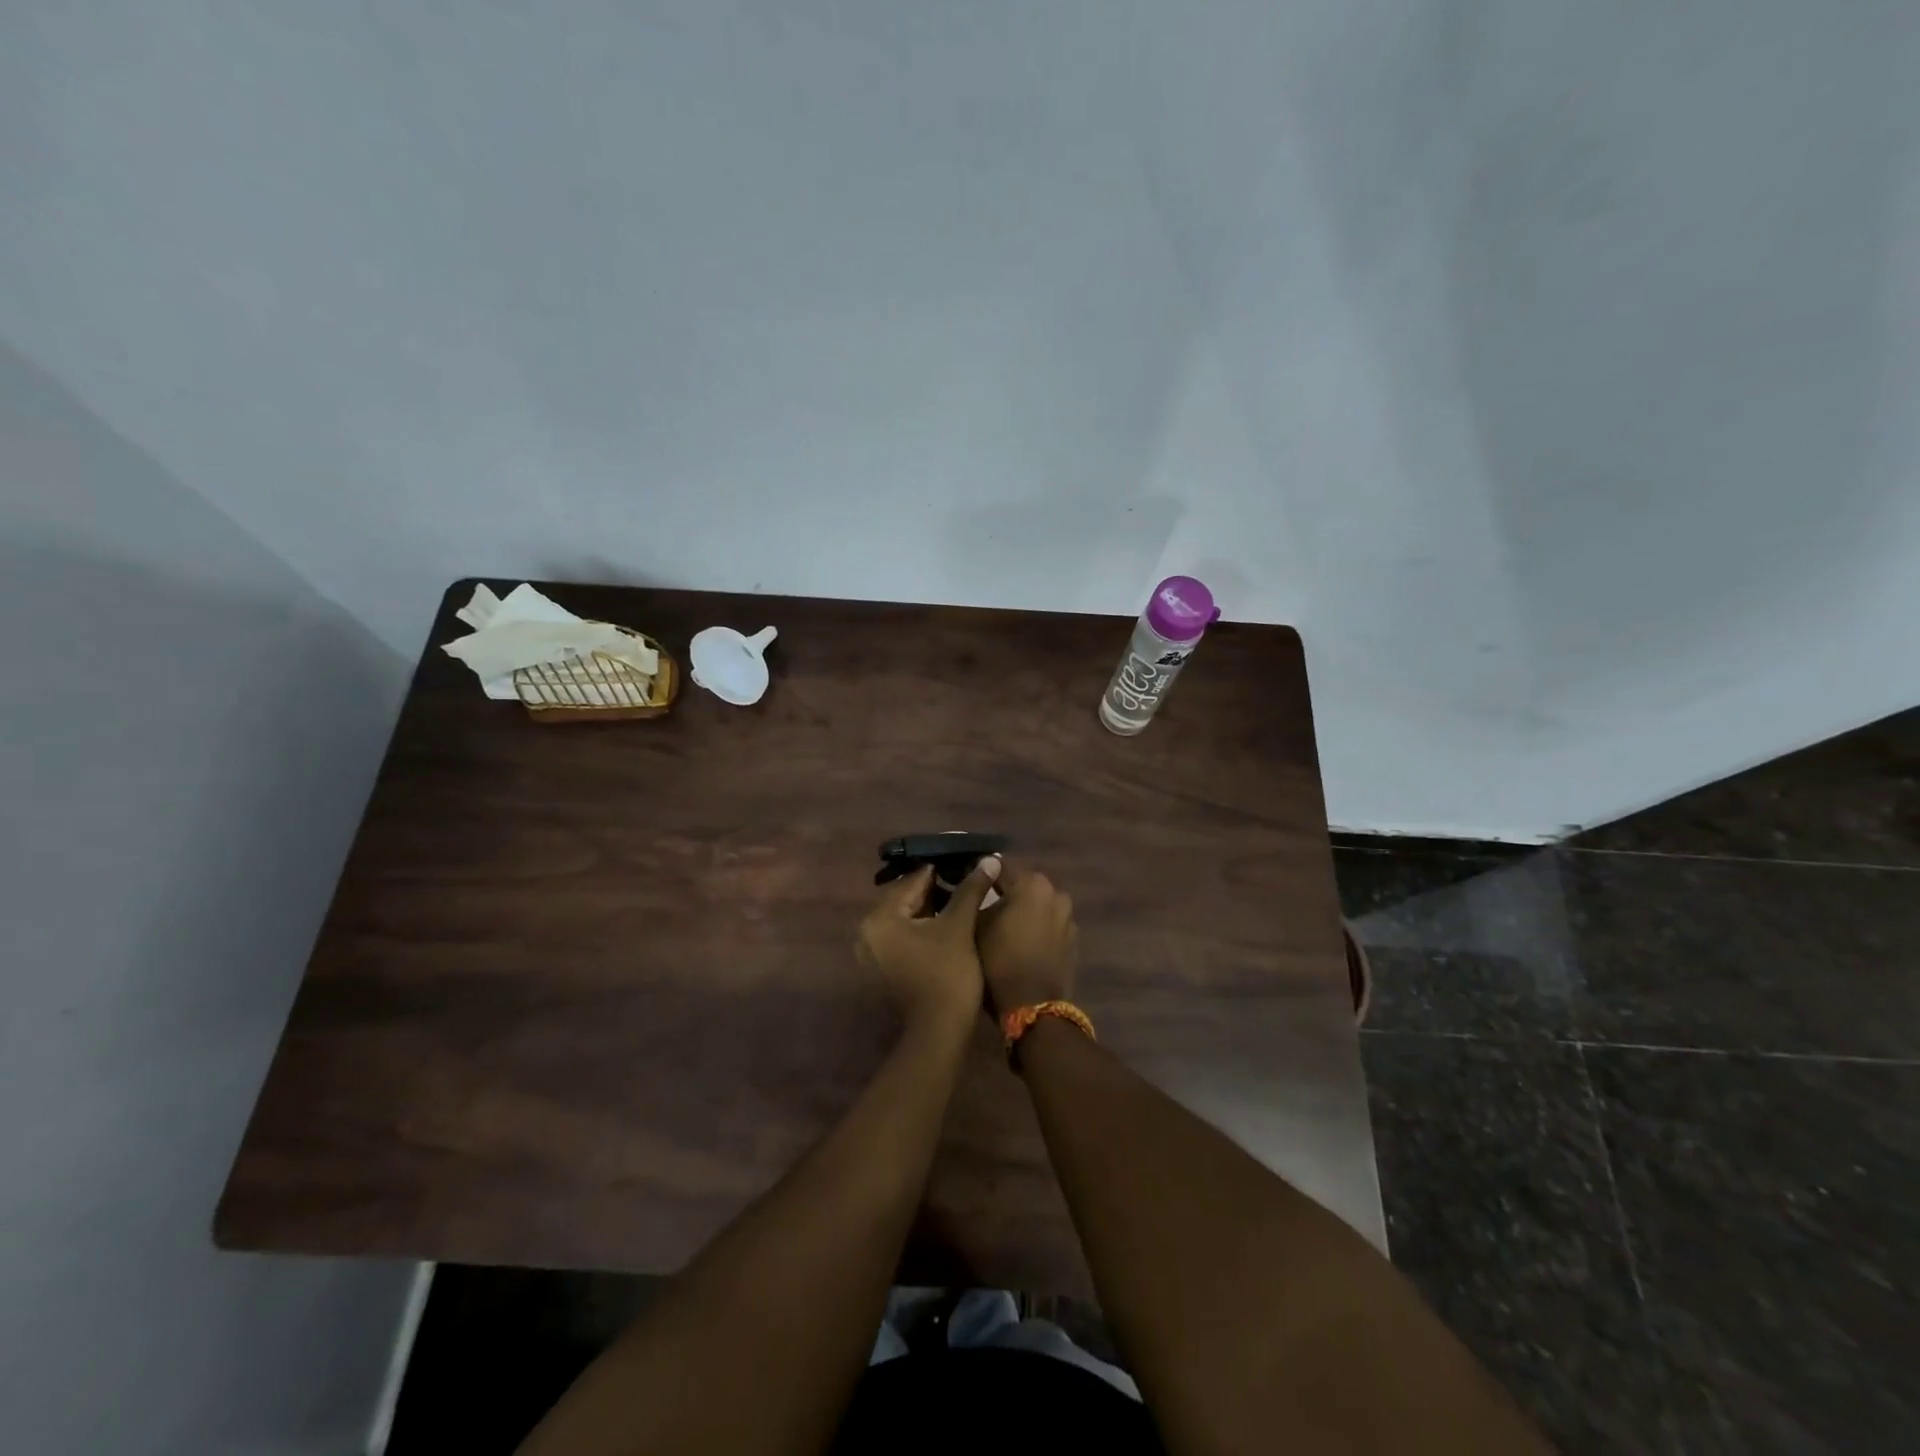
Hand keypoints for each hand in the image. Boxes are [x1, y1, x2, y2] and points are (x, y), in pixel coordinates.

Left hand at [856, 857, 1001, 1034]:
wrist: (940, 1031)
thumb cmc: (947, 973)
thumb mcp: (959, 925)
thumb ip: (971, 889)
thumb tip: (989, 858)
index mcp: (879, 917)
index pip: (913, 880)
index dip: (943, 870)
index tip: (967, 862)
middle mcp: (868, 931)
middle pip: (907, 898)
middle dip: (937, 890)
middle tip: (968, 880)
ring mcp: (874, 952)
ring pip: (907, 918)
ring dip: (932, 908)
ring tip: (964, 899)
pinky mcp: (885, 968)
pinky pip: (904, 936)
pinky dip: (924, 928)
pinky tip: (950, 924)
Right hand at [977, 866, 1077, 1015]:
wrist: (1033, 1006)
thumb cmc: (999, 960)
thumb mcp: (976, 924)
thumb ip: (976, 894)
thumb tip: (977, 878)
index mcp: (1032, 883)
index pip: (1000, 867)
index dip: (980, 874)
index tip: (964, 880)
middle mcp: (1056, 893)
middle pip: (1022, 885)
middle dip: (1004, 892)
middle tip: (982, 905)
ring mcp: (1068, 917)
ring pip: (1037, 905)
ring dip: (1022, 911)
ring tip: (1002, 926)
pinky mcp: (1073, 940)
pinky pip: (1049, 925)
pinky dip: (1036, 928)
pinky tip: (1020, 942)